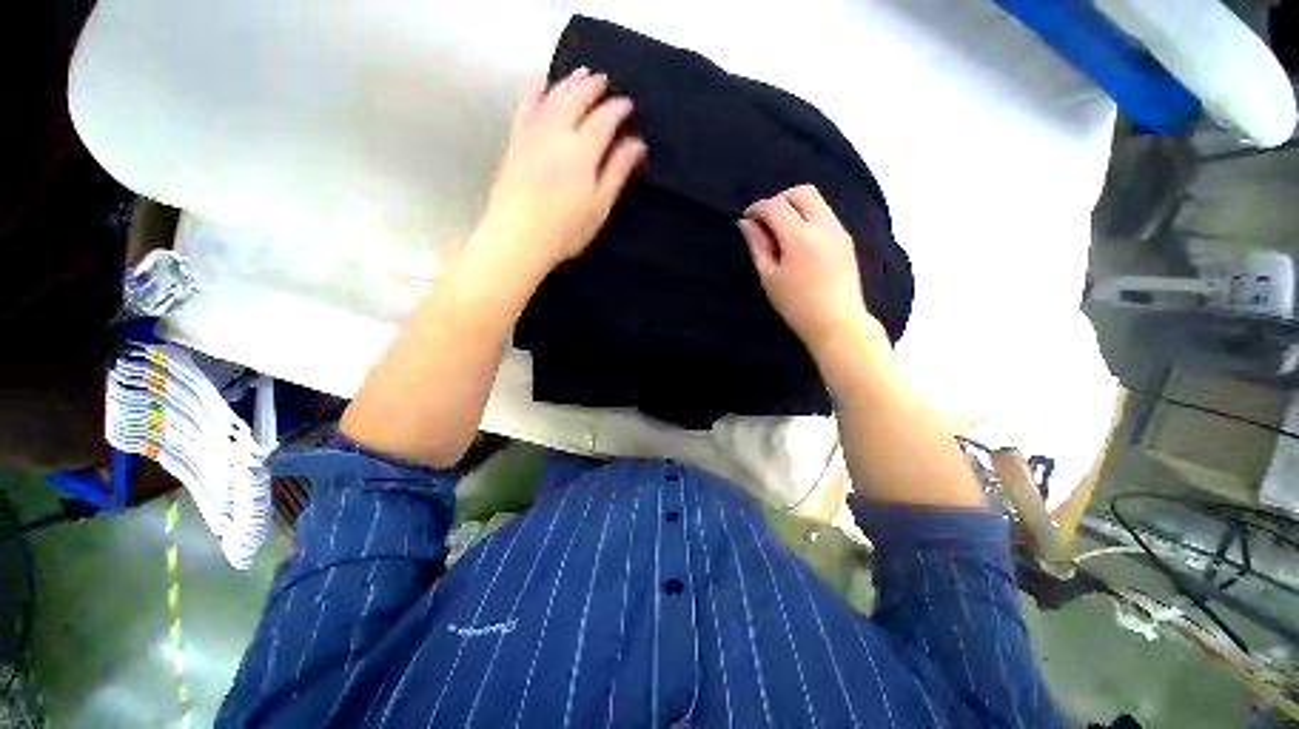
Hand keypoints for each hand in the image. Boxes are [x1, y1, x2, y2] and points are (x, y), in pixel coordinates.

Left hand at [472, 68, 646, 282]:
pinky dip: (535, 90)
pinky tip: (541, 83)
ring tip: (581, 73)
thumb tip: (637, 143)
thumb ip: (617, 171)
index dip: (618, 109)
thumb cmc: (566, 228)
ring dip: (569, 81)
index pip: (605, 118)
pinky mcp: (516, 140)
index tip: (628, 105)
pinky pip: (526, 105)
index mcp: (583, 149)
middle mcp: (558, 131)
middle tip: (605, 81)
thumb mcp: (600, 205)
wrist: (518, 236)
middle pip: (578, 98)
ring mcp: (533, 133)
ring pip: (553, 96)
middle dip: (594, 86)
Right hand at [739, 184, 881, 353]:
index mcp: (799, 237)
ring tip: (781, 230)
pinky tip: (799, 239)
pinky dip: (808, 216)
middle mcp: (823, 225)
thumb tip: (746, 224)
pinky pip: (825, 214)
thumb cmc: (796, 305)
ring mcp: (838, 230)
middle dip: (779, 199)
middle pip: (801, 192)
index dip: (757, 208)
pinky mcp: (846, 239)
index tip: (747, 219)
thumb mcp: (769, 277)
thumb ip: (758, 246)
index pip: (775, 206)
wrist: (837, 322)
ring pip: (817, 200)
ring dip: (795, 206)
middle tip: (765, 221)